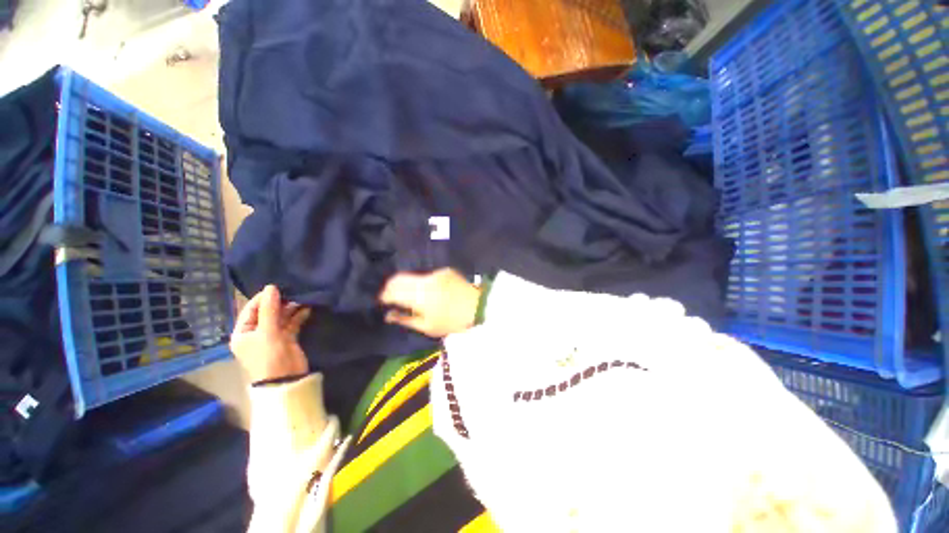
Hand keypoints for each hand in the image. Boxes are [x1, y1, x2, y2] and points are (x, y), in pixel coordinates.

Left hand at [230, 285, 310, 383]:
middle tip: (292, 292)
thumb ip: (270, 309)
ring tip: (302, 298)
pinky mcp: (287, 339)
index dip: (262, 298)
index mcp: (243, 332)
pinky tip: (307, 308)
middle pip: (266, 312)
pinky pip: (292, 323)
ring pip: (281, 317)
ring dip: (290, 308)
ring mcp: (272, 336)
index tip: (277, 288)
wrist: (285, 379)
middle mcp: (256, 333)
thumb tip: (271, 287)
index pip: (250, 310)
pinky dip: (298, 316)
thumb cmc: (269, 356)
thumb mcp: (267, 332)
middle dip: (279, 302)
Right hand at [379, 268, 480, 337]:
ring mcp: (435, 273)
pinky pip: (425, 275)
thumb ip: (405, 319)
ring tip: (405, 294)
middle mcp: (424, 280)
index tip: (382, 301)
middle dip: (390, 287)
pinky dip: (419, 281)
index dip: (384, 296)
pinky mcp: (444, 270)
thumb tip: (388, 314)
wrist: (478, 307)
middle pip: (398, 278)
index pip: (392, 290)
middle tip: (389, 297)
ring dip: (404, 283)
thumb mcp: (427, 327)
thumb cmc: (452, 322)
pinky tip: (424, 289)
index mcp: (419, 296)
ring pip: (411, 275)